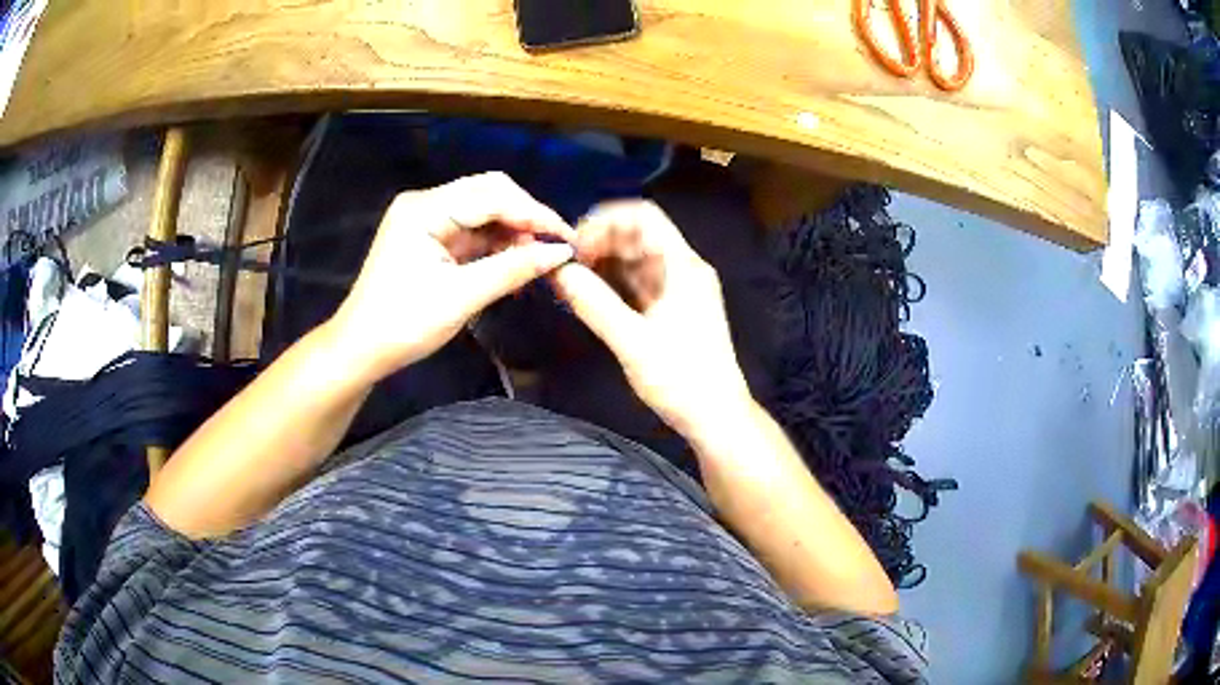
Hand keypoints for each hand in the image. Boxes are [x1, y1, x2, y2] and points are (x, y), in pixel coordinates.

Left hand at [329, 172, 575, 381]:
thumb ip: (512, 269)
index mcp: (425, 209)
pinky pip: (471, 229)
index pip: (491, 196)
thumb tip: (560, 253)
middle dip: (525, 216)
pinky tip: (516, 259)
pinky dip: (495, 242)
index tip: (567, 238)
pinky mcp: (428, 236)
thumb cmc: (404, 324)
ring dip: (512, 229)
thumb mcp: (462, 298)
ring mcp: (425, 218)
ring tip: (539, 256)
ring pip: (483, 209)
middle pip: (488, 192)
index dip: (533, 213)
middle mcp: (425, 203)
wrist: (361, 349)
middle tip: (555, 246)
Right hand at [551, 200, 751, 438]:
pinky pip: (636, 283)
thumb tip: (558, 272)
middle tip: (565, 263)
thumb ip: (594, 304)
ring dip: (602, 263)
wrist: (715, 417)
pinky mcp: (669, 309)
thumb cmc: (681, 379)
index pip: (643, 217)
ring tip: (569, 278)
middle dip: (599, 241)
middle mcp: (682, 269)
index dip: (605, 220)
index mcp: (683, 266)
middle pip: (637, 235)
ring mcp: (676, 289)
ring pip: (634, 260)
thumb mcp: (633, 342)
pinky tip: (586, 294)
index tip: (573, 242)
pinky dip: (611, 283)